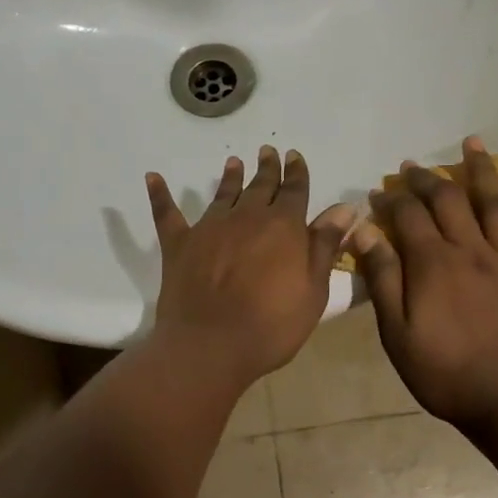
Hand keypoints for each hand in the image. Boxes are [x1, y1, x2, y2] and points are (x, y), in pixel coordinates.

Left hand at [145, 147, 355, 388]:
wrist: (210, 345)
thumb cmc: (272, 324)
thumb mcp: (313, 290)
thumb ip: (325, 245)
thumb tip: (345, 207)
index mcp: (284, 226)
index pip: (295, 190)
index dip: (297, 172)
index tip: (294, 156)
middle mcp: (247, 216)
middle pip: (261, 185)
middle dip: (268, 168)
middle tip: (268, 151)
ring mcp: (210, 227)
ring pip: (224, 193)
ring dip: (230, 177)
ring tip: (234, 162)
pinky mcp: (179, 243)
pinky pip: (167, 213)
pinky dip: (160, 194)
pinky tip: (152, 178)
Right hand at [353, 137, 497, 430]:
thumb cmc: (446, 372)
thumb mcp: (398, 333)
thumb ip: (383, 279)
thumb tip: (363, 232)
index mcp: (434, 263)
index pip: (408, 216)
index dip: (391, 199)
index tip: (378, 192)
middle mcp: (471, 249)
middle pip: (448, 200)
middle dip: (427, 178)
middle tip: (412, 165)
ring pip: (493, 204)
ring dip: (481, 170)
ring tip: (473, 142)